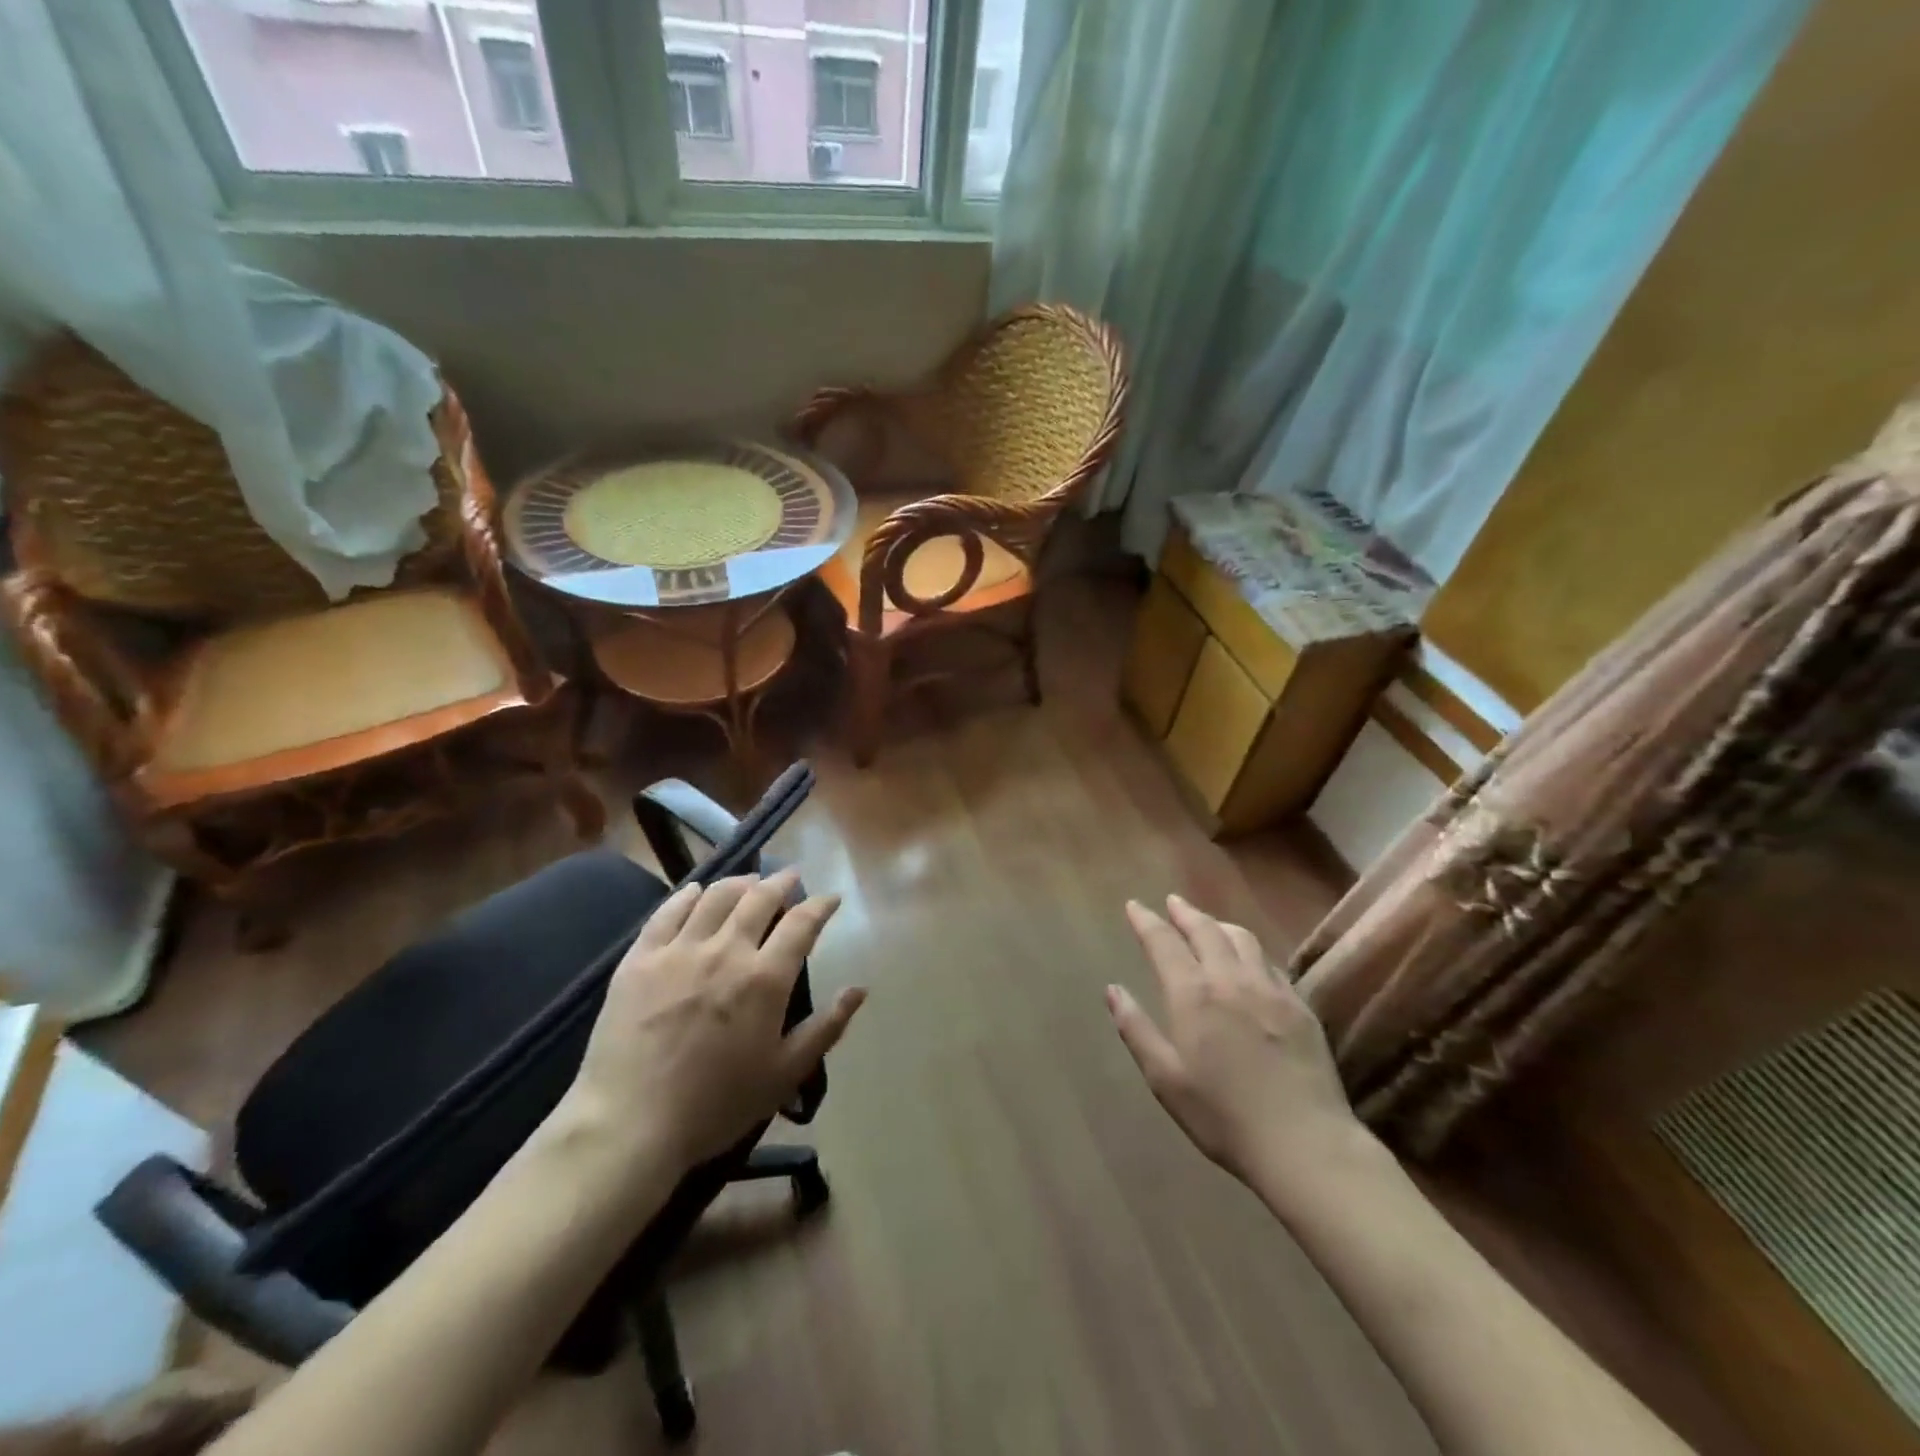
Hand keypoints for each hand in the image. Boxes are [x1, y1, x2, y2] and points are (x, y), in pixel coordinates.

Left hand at [560, 869, 865, 1181]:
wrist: (630, 1124)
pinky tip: (696, 891)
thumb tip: (859, 989)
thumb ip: (826, 1028)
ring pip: (716, 897)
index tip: (830, 898)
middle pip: (759, 898)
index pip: (802, 923)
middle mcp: (726, 950)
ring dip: (740, 882)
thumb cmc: (717, 1105)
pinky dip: (687, 895)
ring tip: (750, 881)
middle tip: (791, 876)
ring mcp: (679, 950)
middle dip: (781, 882)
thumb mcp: (784, 1074)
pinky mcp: (640, 958)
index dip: (820, 905)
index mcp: (765, 978)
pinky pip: (667, 912)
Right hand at [1108, 894, 1356, 1184]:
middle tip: (1171, 902)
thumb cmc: (1222, 1116)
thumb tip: (1113, 990)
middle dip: (1184, 912)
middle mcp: (1230, 979)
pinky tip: (1250, 959)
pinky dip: (1251, 950)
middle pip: (1205, 930)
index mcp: (1192, 994)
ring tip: (1208, 923)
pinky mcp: (1300, 1005)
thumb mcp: (1165, 1079)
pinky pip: (1270, 962)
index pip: (1163, 942)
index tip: (1134, 906)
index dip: (1146, 921)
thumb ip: (1136, 1029)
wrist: (1304, 1143)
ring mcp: (1270, 989)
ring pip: (1242, 938)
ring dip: (1219, 924)